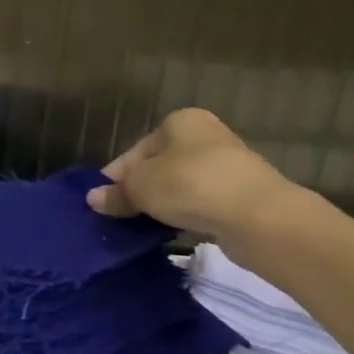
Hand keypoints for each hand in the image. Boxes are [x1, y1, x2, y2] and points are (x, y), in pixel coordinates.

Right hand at [86, 108, 302, 250]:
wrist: (260, 217)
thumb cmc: (190, 185)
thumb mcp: (140, 188)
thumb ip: (116, 192)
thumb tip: (93, 198)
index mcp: (181, 121)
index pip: (137, 149)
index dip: (117, 175)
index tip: (104, 200)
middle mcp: (206, 137)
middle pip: (160, 166)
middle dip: (140, 189)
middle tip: (120, 214)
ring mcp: (229, 166)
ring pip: (181, 186)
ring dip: (163, 204)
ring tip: (143, 226)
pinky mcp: (243, 196)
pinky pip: (203, 204)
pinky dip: (187, 215)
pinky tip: (174, 231)